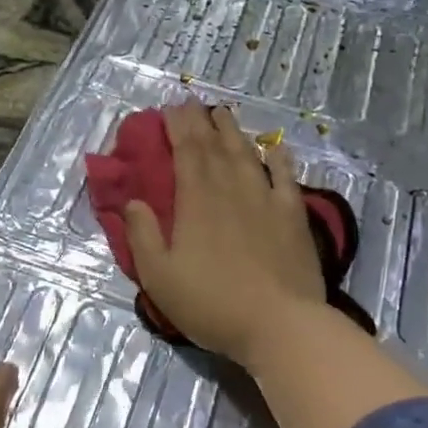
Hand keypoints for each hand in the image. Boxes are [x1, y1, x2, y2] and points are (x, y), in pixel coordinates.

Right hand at [123, 102, 327, 365]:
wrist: (280, 324)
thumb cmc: (211, 303)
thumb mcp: (159, 276)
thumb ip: (142, 235)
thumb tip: (133, 201)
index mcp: (196, 200)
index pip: (185, 151)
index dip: (177, 126)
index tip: (170, 108)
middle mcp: (231, 188)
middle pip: (214, 145)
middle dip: (201, 121)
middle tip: (193, 103)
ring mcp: (266, 199)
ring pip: (247, 153)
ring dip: (233, 131)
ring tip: (223, 114)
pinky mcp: (293, 215)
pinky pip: (286, 176)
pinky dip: (278, 157)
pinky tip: (274, 147)